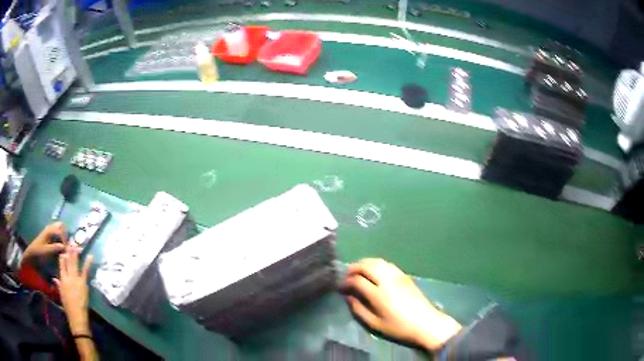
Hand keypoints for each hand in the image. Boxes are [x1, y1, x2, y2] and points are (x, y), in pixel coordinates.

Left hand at [23, 222, 66, 263]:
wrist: (32, 254)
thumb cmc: (39, 252)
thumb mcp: (46, 251)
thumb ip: (55, 248)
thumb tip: (65, 247)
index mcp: (49, 231)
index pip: (61, 231)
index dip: (65, 240)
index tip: (67, 250)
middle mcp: (50, 228)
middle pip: (61, 225)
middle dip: (66, 234)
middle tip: (67, 245)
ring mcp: (49, 231)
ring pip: (59, 228)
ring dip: (63, 235)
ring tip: (65, 246)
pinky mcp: (48, 235)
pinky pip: (56, 232)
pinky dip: (60, 237)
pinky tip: (60, 245)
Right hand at [54, 246, 92, 335]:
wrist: (76, 315)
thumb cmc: (68, 306)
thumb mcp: (61, 294)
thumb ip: (58, 285)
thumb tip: (55, 279)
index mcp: (62, 279)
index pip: (61, 264)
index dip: (62, 257)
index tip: (63, 249)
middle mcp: (68, 276)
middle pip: (68, 261)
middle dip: (69, 250)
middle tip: (70, 241)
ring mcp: (76, 279)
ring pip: (75, 263)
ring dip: (75, 253)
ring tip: (77, 244)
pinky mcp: (83, 283)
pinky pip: (85, 271)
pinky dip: (88, 263)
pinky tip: (90, 256)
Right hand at [343, 259, 461, 351]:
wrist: (426, 323)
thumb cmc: (399, 328)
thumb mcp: (375, 324)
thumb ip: (359, 309)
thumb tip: (348, 296)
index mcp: (379, 294)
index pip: (357, 280)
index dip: (346, 282)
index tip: (341, 287)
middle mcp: (387, 280)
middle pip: (367, 265)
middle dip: (353, 268)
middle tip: (346, 275)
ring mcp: (398, 276)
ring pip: (377, 261)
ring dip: (364, 263)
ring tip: (357, 271)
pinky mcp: (405, 275)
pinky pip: (387, 263)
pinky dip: (376, 263)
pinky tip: (373, 271)